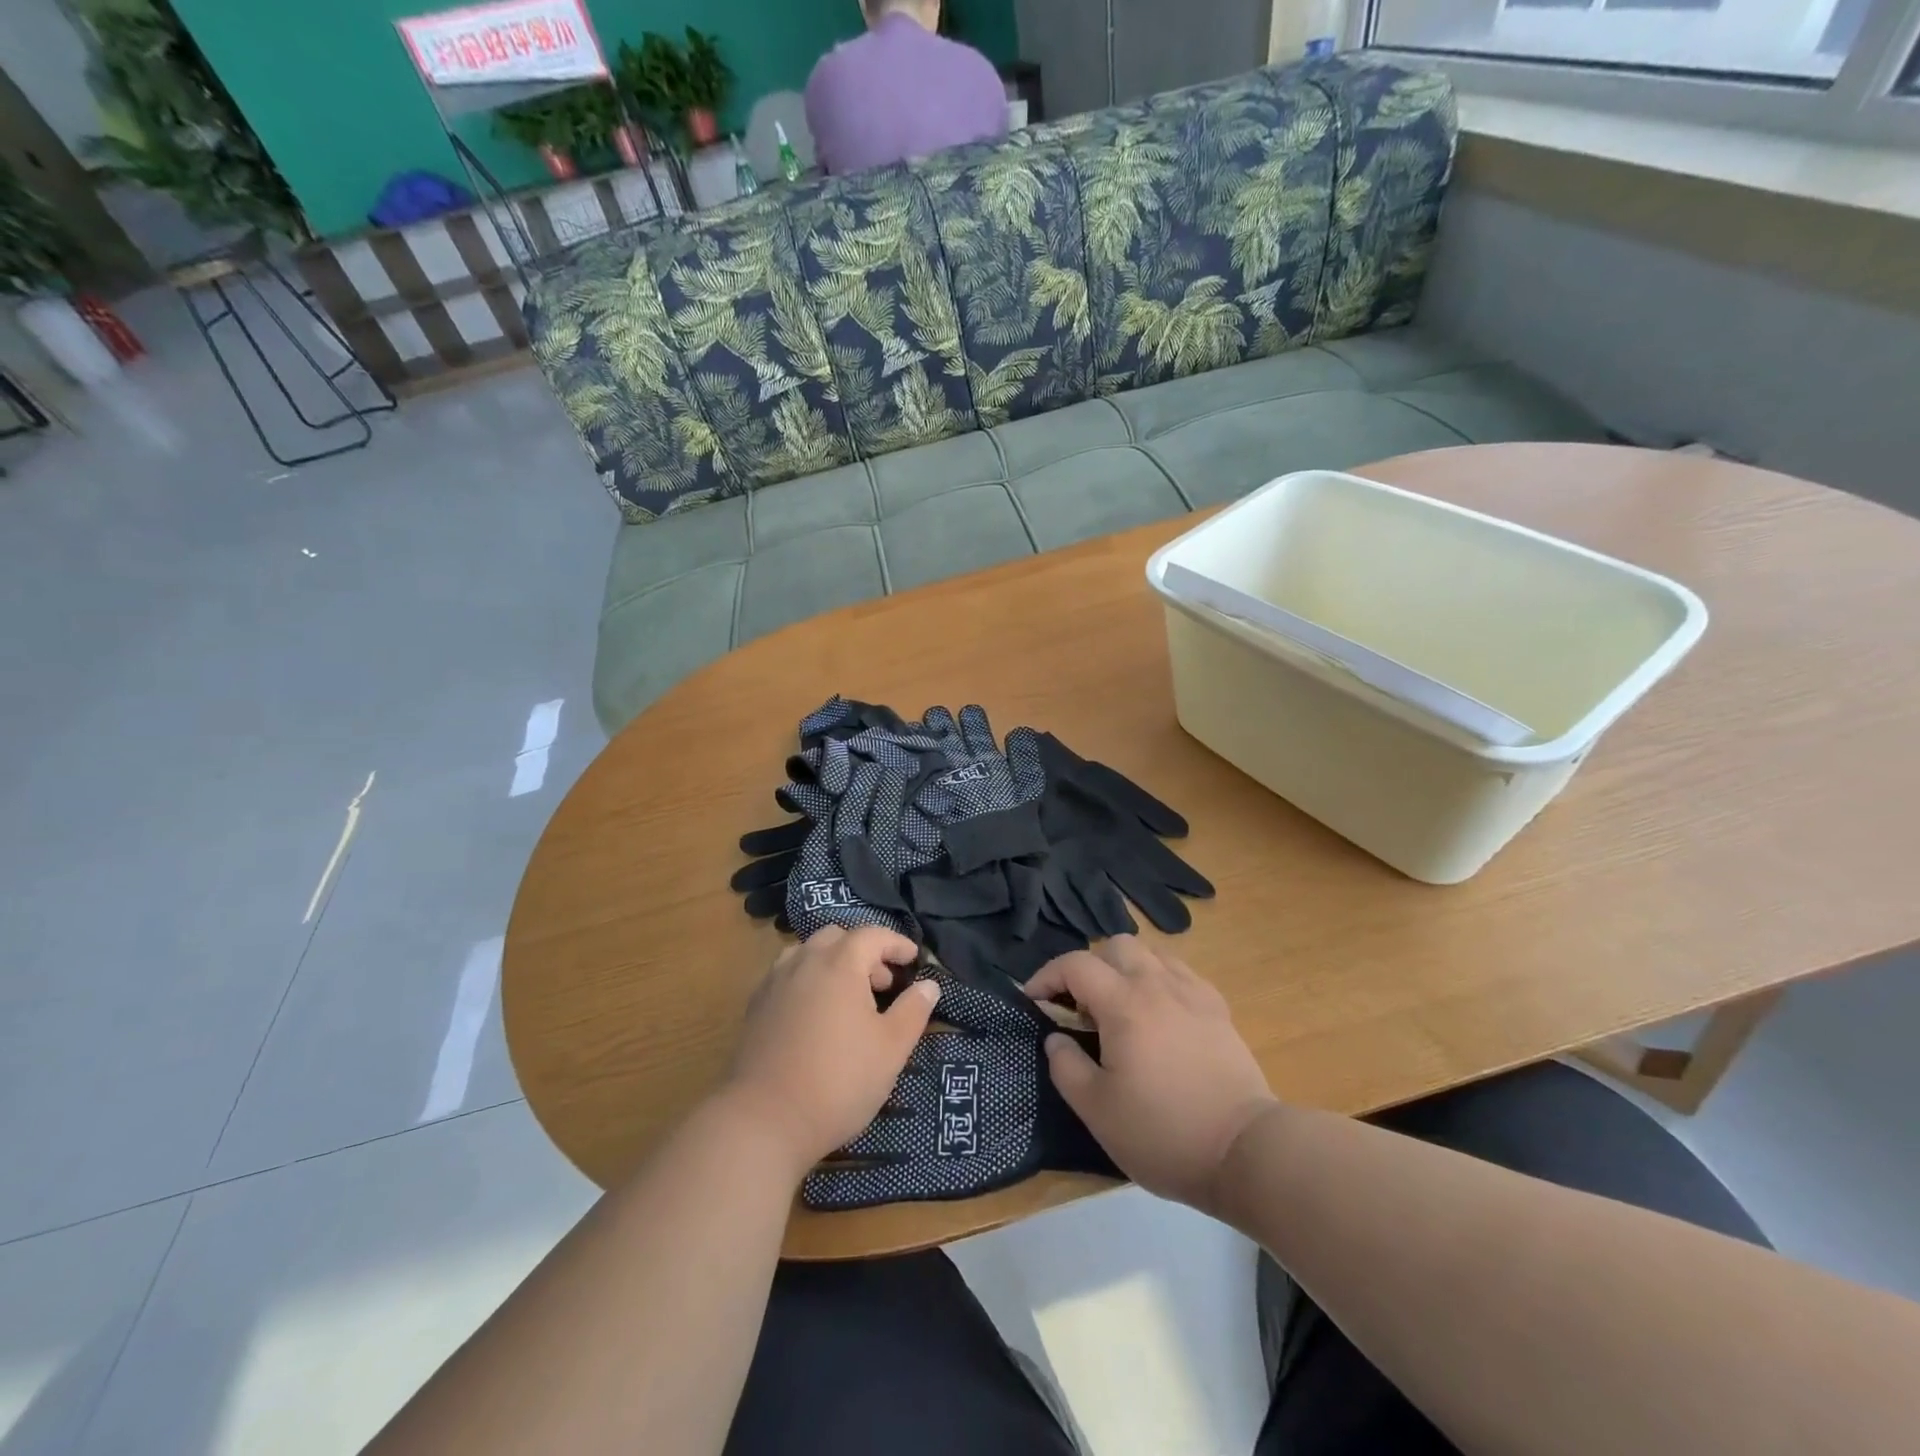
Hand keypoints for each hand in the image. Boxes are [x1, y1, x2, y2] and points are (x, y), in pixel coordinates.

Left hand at [719, 926, 938, 1175]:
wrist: (763, 1120)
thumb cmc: (838, 1081)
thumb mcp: (891, 1049)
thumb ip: (913, 1010)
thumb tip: (928, 985)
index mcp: (839, 963)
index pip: (872, 935)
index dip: (896, 943)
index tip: (913, 959)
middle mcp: (804, 961)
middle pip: (837, 937)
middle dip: (864, 951)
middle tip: (882, 983)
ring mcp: (774, 982)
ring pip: (807, 953)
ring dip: (832, 963)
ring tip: (848, 998)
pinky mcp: (756, 1006)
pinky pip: (787, 975)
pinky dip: (808, 980)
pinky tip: (816, 1015)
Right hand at [1027, 936, 1277, 1212]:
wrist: (1244, 1151)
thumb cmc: (1162, 1132)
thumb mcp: (1096, 1110)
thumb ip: (1066, 1066)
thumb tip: (1056, 1037)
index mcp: (1124, 1003)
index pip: (1075, 964)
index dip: (1046, 976)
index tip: (1034, 1000)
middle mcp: (1157, 984)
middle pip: (1115, 946)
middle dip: (1089, 967)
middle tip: (1080, 1007)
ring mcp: (1192, 993)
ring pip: (1150, 953)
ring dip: (1125, 969)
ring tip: (1119, 1007)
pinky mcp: (1218, 1008)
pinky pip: (1180, 973)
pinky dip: (1158, 980)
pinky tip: (1159, 1014)